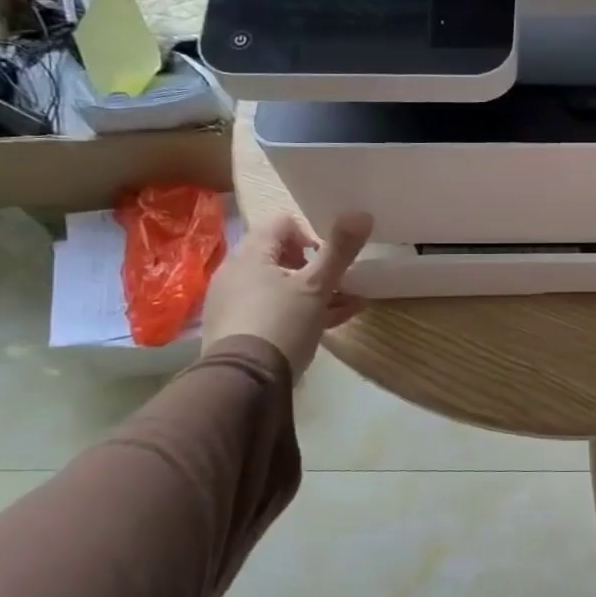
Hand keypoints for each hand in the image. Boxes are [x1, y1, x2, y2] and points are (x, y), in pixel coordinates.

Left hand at [202, 212, 372, 379]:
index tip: (330, 257)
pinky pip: (274, 310)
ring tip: (348, 304)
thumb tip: (361, 212)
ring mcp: (234, 303)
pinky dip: (300, 311)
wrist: (243, 383)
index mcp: (251, 255)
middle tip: (340, 282)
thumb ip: (339, 250)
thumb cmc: (282, 323)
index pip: (283, 223)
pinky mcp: (237, 330)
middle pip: (282, 256)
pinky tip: (332, 323)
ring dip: (315, 291)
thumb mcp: (317, 286)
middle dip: (317, 267)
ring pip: (281, 286)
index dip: (311, 234)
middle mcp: (236, 273)